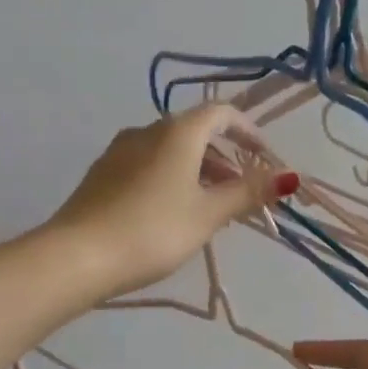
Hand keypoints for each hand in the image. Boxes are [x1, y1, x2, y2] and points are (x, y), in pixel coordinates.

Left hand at [46, 104, 297, 299]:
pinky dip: (171, 178)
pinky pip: (148, 166)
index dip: (249, 132)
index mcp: (177, 132)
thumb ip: (247, 193)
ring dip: (198, 171)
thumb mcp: (207, 214)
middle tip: (242, 193)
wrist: (77, 255)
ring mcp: (119, 152)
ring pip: (170, 151)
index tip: (266, 159)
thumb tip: (289, 177)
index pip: (221, 113)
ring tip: (212, 208)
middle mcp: (146, 130)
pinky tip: (173, 212)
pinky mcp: (102, 175)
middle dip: (225, 158)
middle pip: (195, 133)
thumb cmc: (153, 230)